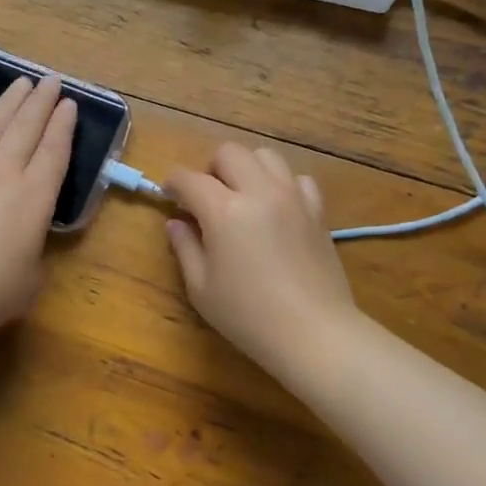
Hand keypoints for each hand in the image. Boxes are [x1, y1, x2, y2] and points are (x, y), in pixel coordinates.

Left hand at [0, 74, 76, 335]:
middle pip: (25, 128)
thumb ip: (35, 254)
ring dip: (7, 104)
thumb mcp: (31, 280)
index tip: (69, 102)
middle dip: (41, 102)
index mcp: (34, 196)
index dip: (64, 125)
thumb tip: (25, 245)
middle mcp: (3, 173)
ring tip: (19, 84)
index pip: (54, 151)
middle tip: (51, 79)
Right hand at [164, 144, 358, 376]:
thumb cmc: (248, 316)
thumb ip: (185, 248)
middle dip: (210, 169)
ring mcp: (293, 197)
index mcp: (224, 210)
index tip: (168, 195)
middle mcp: (259, 192)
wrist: (314, 333)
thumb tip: (176, 223)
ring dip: (247, 169)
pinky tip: (276, 209)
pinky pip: (297, 179)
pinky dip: (281, 184)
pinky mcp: (317, 211)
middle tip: (206, 199)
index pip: (190, 178)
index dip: (173, 182)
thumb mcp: (202, 288)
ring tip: (242, 198)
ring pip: (266, 156)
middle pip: (230, 153)